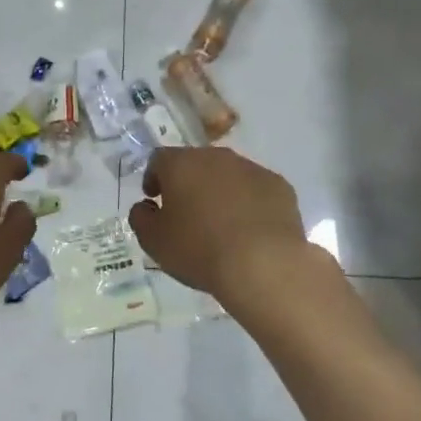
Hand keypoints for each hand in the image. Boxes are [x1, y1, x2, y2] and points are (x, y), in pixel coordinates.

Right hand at [128, 147, 321, 309]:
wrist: (263, 264)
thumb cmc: (199, 250)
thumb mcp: (154, 241)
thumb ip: (141, 218)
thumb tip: (145, 207)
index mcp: (182, 164)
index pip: (159, 159)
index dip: (153, 178)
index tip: (154, 199)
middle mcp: (216, 157)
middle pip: (196, 163)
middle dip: (188, 183)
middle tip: (186, 212)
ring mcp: (252, 168)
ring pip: (228, 174)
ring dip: (220, 191)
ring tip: (220, 224)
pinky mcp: (279, 185)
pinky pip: (256, 189)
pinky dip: (248, 203)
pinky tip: (249, 229)